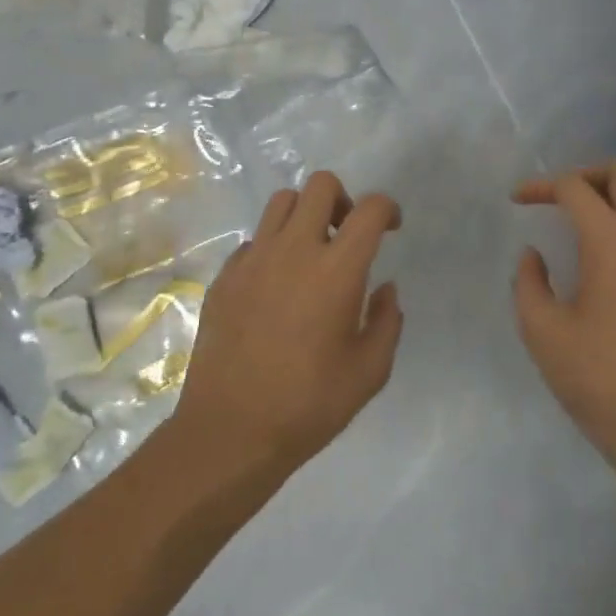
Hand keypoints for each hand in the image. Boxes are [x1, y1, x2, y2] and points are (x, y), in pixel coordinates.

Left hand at [175, 171, 403, 473]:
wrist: (231, 430)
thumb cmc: (310, 405)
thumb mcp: (370, 371)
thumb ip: (387, 320)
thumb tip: (385, 288)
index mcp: (337, 270)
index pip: (369, 208)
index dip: (388, 209)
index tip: (391, 229)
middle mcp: (294, 250)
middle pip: (320, 185)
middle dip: (343, 199)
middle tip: (347, 235)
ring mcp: (253, 259)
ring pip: (281, 202)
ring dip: (304, 215)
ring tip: (311, 253)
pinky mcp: (224, 276)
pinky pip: (253, 240)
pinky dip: (272, 248)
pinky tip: (275, 286)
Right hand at [513, 158, 615, 483]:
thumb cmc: (601, 382)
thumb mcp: (544, 334)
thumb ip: (529, 283)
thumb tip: (534, 255)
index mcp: (615, 244)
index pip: (578, 188)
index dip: (542, 186)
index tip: (518, 200)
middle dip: (588, 173)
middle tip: (558, 198)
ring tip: (583, 218)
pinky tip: (610, 254)